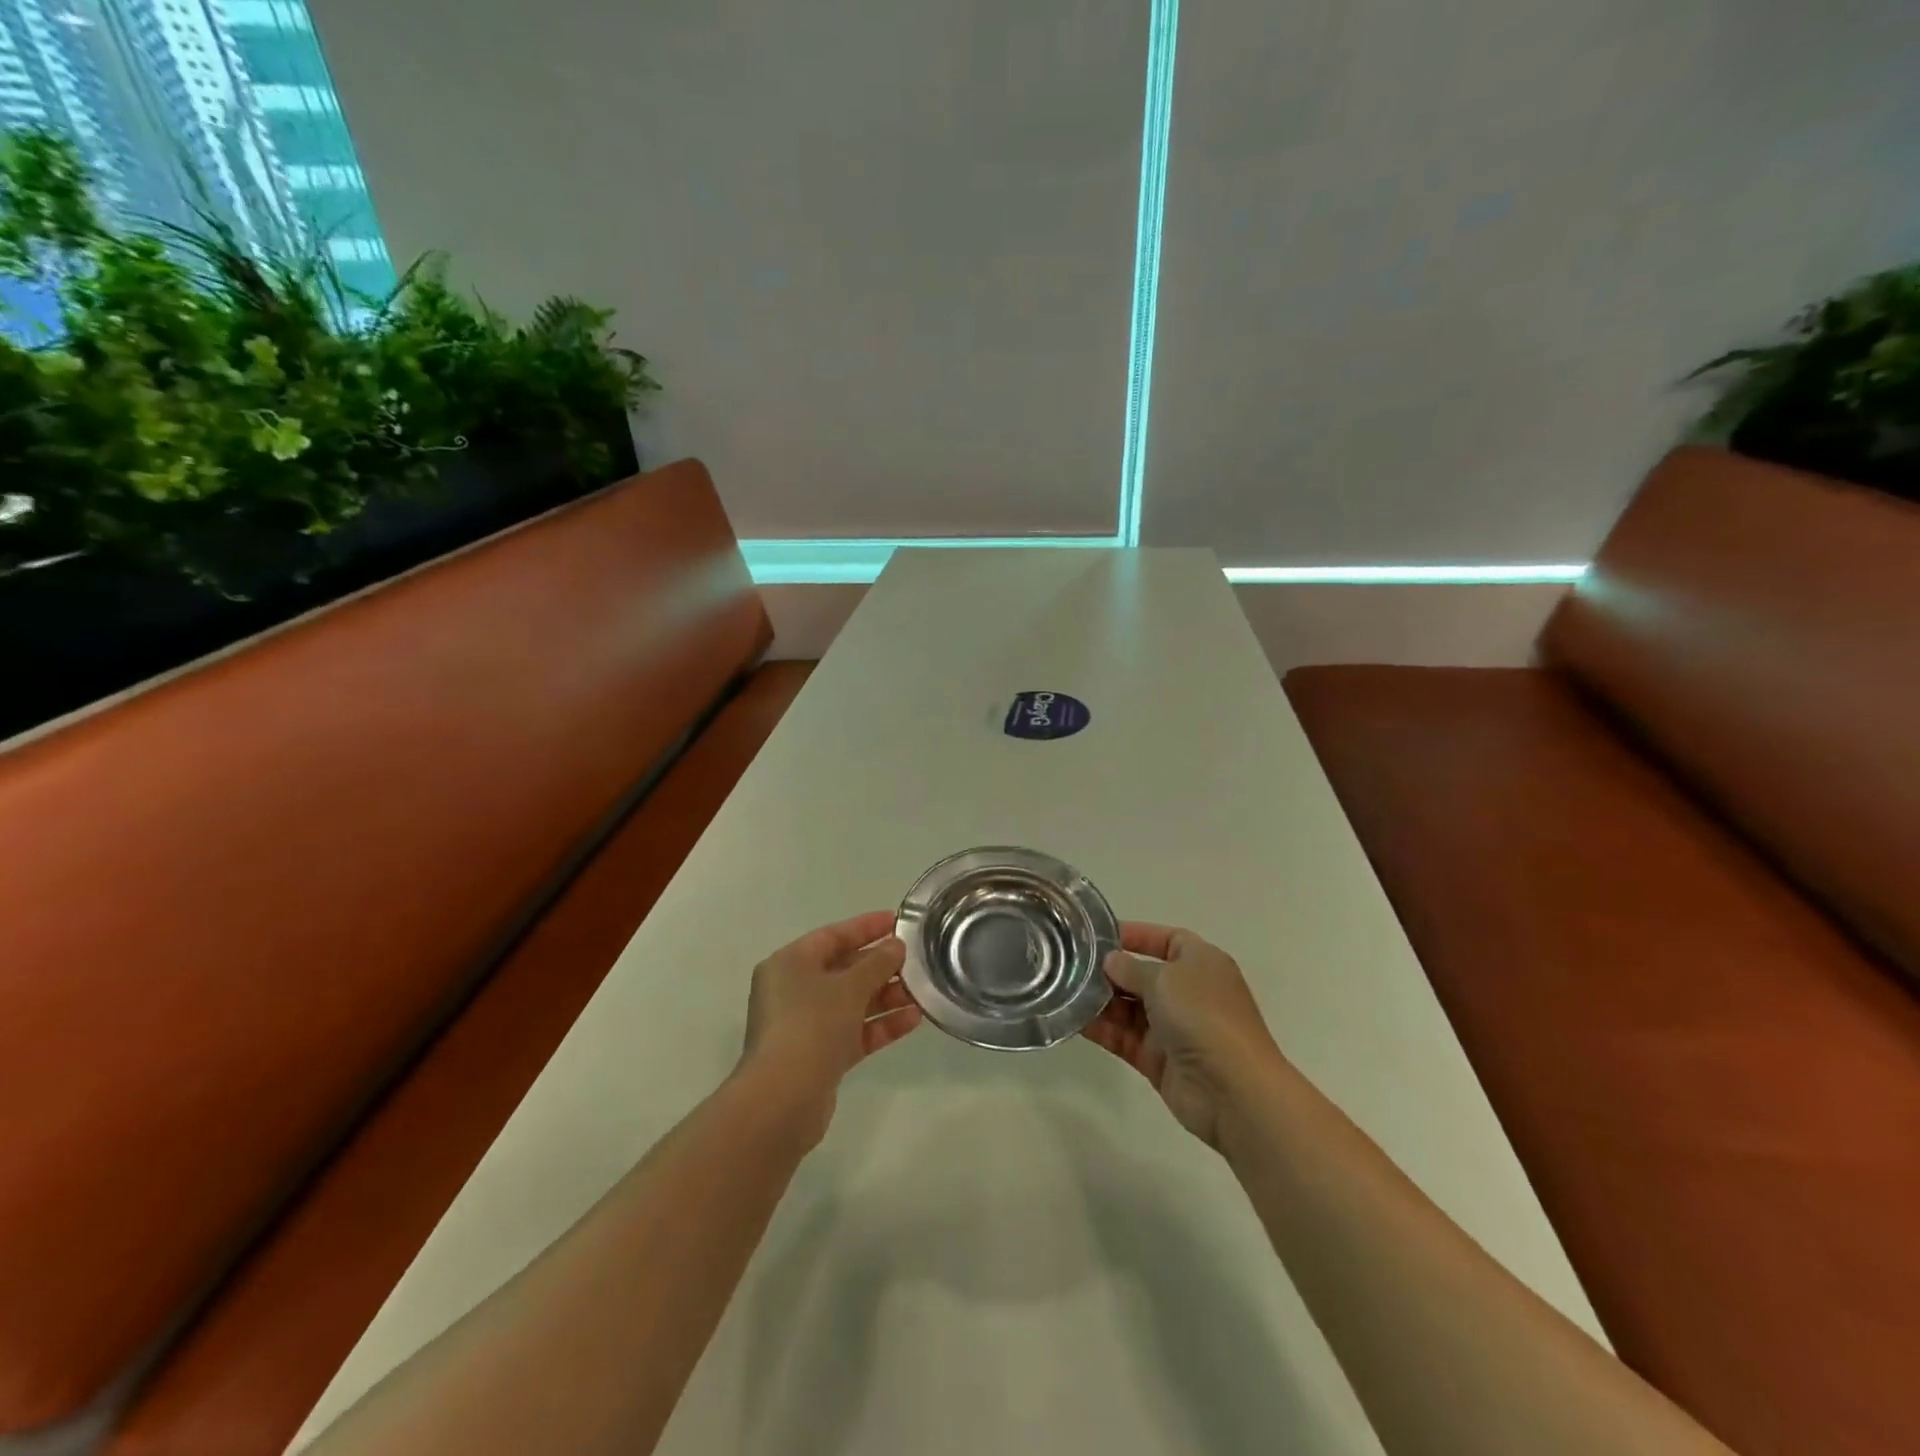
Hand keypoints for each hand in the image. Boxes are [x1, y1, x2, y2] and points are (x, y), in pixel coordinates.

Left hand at [739, 911, 921, 1142]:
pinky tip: (913, 1020)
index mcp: (790, 963)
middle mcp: (793, 990)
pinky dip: (880, 1024)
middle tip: (916, 961)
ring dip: (885, 997)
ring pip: (851, 1002)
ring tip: (922, 993)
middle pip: (843, 969)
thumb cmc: (811, 1026)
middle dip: (881, 966)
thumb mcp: (849, 987)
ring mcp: (805, 1025)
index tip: (898, 921)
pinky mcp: (819, 1056)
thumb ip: (877, 963)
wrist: (783, 1100)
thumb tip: (896, 946)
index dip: (866, 927)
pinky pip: (854, 1031)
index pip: (833, 935)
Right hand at [1082, 923, 1284, 1149]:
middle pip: (1144, 974)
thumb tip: (1111, 961)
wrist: (1233, 1091)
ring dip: (1102, 1000)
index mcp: (1201, 963)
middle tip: (1071, 964)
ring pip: (1130, 1008)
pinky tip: (1074, 1020)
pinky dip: (1102, 1029)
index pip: (1167, 939)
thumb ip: (1132, 968)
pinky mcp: (1159, 1059)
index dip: (1137, 934)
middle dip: (1111, 970)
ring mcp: (1174, 1028)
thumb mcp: (1165, 979)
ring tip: (1065, 990)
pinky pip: (1125, 1037)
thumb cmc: (1203, 1017)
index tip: (1099, 936)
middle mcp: (1188, 992)